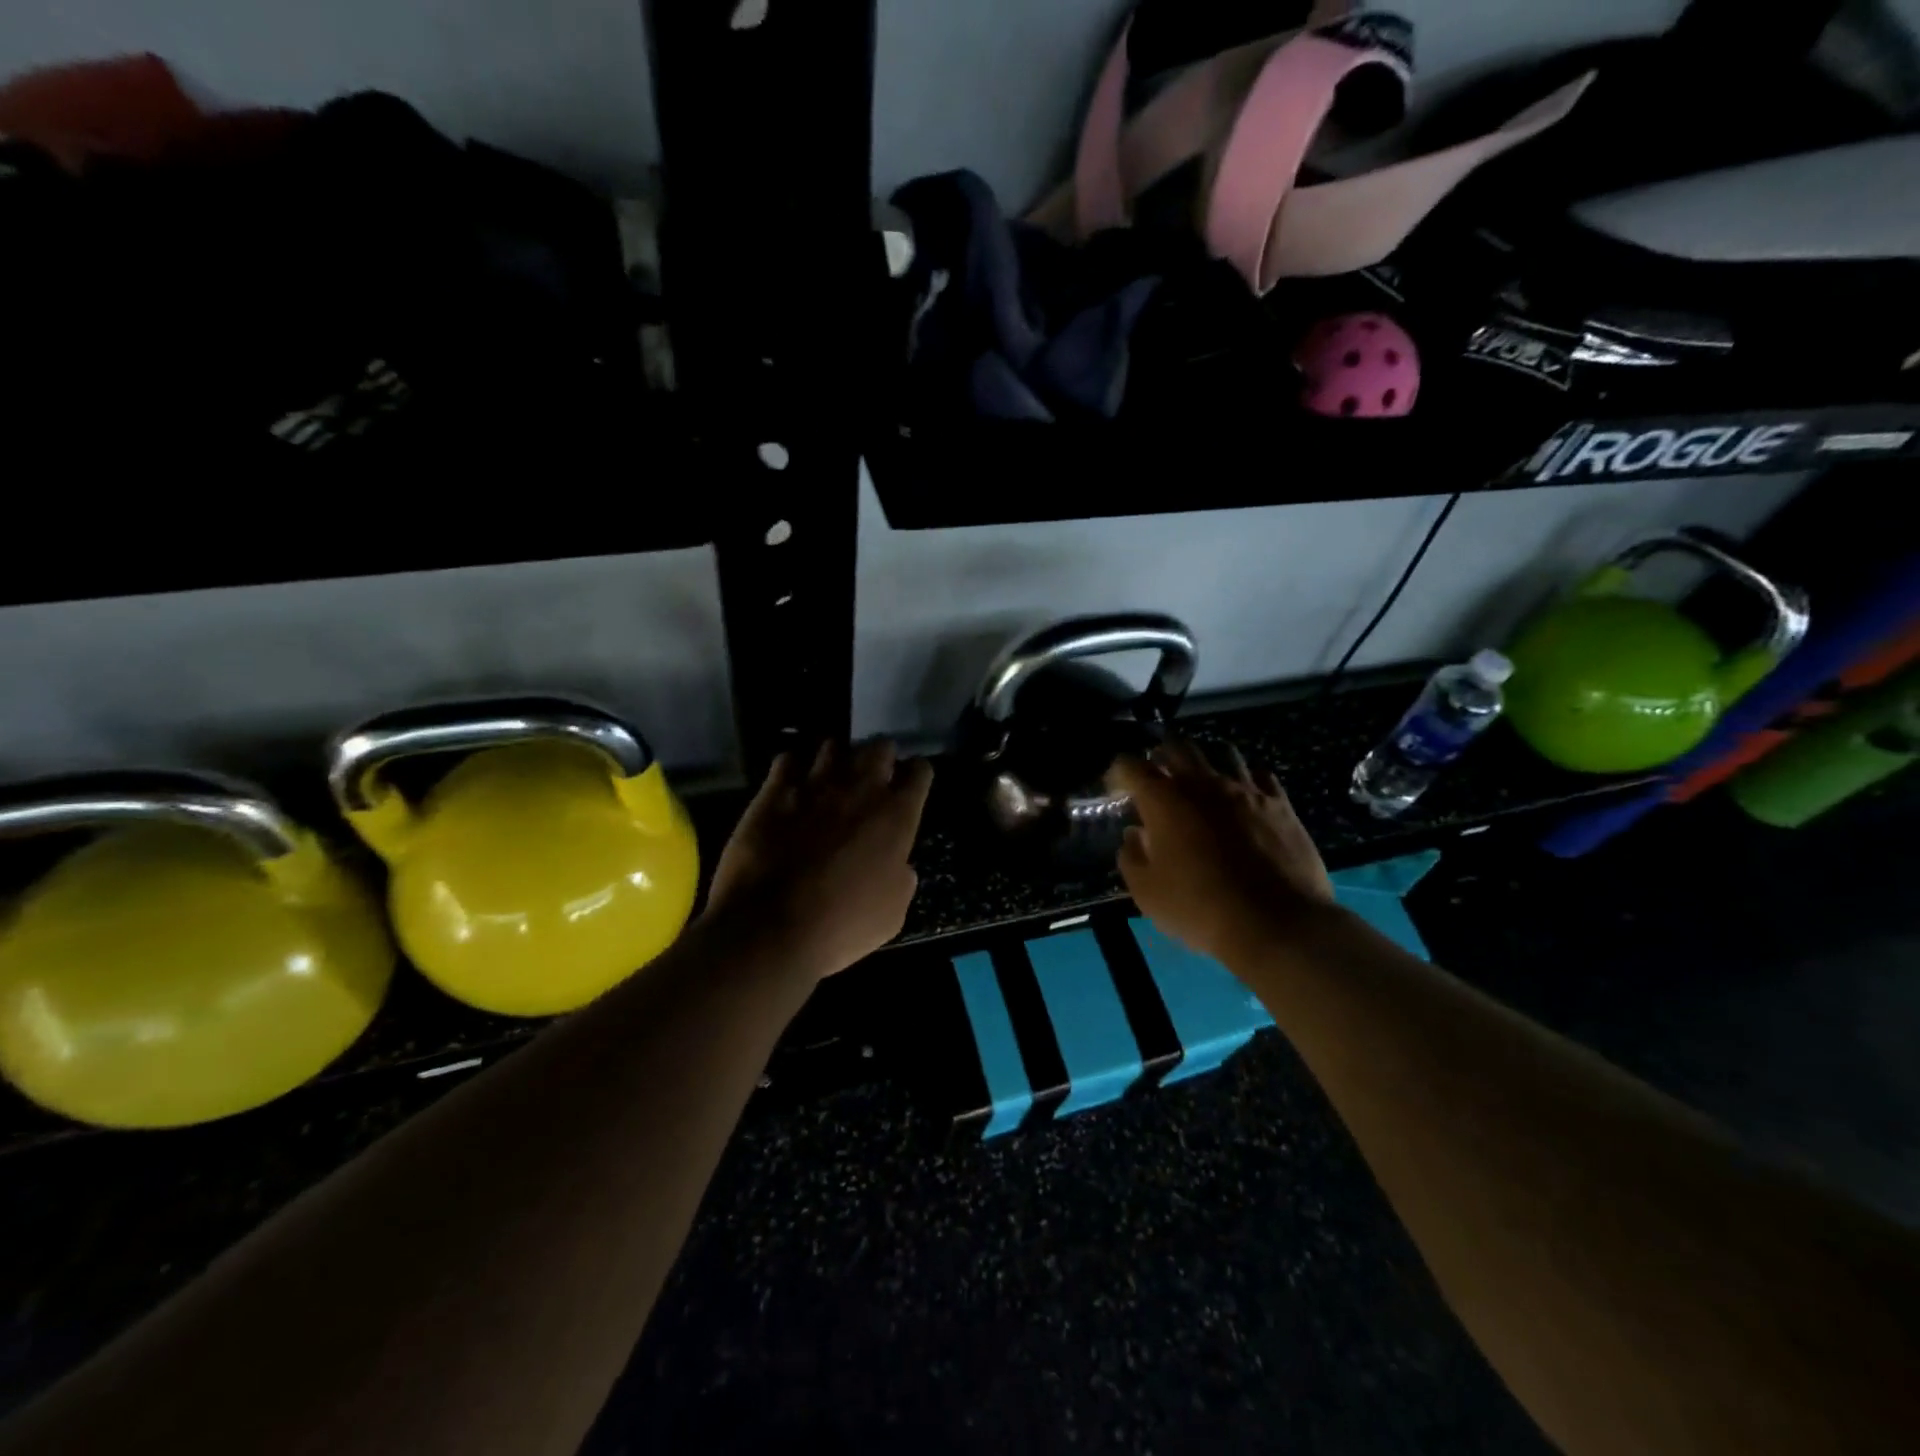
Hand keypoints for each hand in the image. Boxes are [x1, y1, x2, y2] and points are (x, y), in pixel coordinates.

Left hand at [703, 740, 933, 980]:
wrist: (770, 927)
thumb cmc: (842, 925)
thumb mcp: (893, 912)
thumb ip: (902, 876)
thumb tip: (898, 864)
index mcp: (897, 816)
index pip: (920, 771)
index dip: (917, 776)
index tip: (911, 785)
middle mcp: (861, 789)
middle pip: (879, 747)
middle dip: (880, 757)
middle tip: (874, 776)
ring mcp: (815, 784)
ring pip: (834, 745)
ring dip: (837, 758)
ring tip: (831, 775)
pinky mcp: (774, 791)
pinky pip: (788, 759)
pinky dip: (793, 767)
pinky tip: (792, 783)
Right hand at [1110, 740, 1333, 964]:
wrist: (1277, 924)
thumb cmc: (1200, 908)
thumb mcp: (1147, 893)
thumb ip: (1132, 857)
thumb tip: (1134, 835)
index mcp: (1164, 800)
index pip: (1131, 765)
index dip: (1119, 772)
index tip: (1116, 789)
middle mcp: (1203, 783)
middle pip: (1177, 746)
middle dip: (1161, 754)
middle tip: (1157, 775)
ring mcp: (1245, 790)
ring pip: (1222, 753)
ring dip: (1206, 761)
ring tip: (1202, 780)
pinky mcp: (1280, 804)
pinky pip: (1261, 776)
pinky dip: (1246, 779)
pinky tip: (1244, 795)